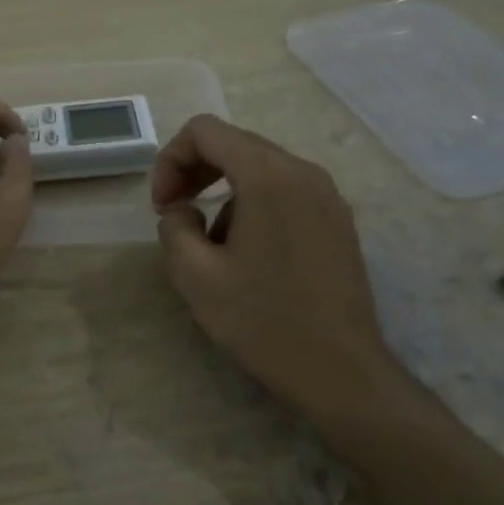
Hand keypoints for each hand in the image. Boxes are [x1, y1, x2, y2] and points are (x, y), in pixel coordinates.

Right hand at [150, 115, 409, 428]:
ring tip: (212, 246)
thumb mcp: (195, 276)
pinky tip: (248, 255)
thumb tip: (185, 211)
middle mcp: (303, 172)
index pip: (205, 131)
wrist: (342, 373)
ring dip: (222, 192)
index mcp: (268, 176)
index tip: (162, 206)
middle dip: (194, 172)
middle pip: (234, 144)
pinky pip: (285, 192)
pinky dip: (253, 205)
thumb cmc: (264, 322)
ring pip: (259, 169)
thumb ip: (173, 227)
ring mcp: (327, 196)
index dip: (170, 160)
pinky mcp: (338, 221)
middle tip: (173, 215)